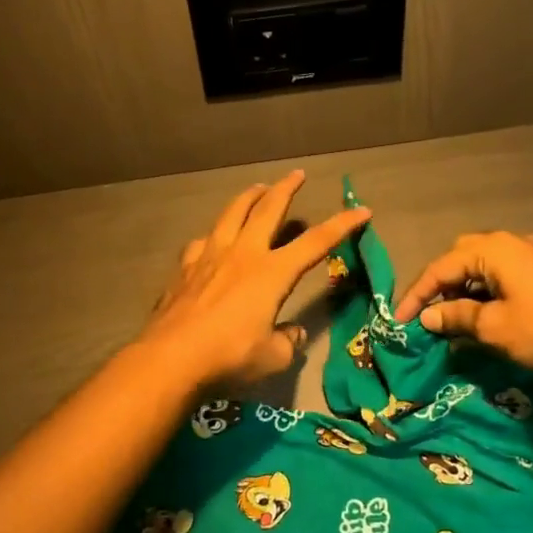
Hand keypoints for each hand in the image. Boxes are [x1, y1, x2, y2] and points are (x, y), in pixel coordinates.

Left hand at [139, 171, 371, 395]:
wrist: (171, 358)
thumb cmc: (229, 357)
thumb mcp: (273, 358)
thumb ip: (288, 341)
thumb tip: (292, 333)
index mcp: (272, 273)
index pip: (316, 242)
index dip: (342, 225)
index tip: (361, 210)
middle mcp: (243, 254)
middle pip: (268, 209)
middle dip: (286, 189)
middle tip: (297, 174)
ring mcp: (210, 256)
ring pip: (232, 213)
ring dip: (248, 197)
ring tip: (257, 189)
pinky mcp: (185, 268)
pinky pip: (202, 241)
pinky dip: (214, 235)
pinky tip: (212, 239)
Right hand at [394, 231, 532, 373]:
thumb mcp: (493, 328)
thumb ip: (456, 317)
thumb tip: (428, 317)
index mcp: (493, 250)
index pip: (441, 267)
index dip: (417, 295)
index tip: (401, 321)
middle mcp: (511, 242)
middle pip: (462, 257)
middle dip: (441, 284)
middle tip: (431, 315)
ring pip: (485, 265)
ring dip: (465, 288)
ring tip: (456, 319)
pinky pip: (505, 272)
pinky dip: (488, 290)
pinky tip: (488, 314)